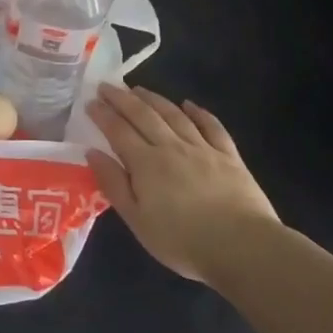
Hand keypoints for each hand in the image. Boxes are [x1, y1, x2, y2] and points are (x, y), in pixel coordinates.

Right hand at [86, 85, 281, 284]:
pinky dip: (199, 112)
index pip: (118, 130)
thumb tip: (92, 152)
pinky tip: (189, 104)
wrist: (243, 246)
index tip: (90, 101)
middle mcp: (172, 147)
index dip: (103, 114)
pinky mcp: (229, 156)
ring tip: (138, 89)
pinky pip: (212, 126)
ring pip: (174, 115)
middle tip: (107, 86)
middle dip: (122, 99)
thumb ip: (114, 184)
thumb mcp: (137, 220)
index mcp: (146, 163)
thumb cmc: (182, 240)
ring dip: (154, 98)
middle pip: (143, 115)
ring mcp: (203, 148)